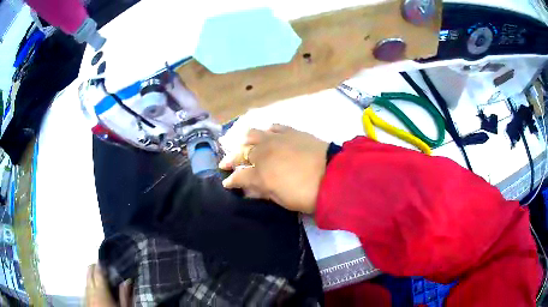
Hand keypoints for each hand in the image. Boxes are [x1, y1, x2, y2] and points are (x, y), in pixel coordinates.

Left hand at [85, 264, 131, 306]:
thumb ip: (125, 295)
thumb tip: (127, 281)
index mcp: (101, 291)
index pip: (98, 272)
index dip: (100, 264)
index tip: (104, 260)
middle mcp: (90, 290)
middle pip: (89, 273)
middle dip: (94, 268)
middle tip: (101, 268)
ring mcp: (85, 296)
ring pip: (86, 281)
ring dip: (91, 278)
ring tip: (98, 280)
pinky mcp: (84, 301)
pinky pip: (85, 290)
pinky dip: (89, 287)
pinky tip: (94, 291)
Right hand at [219, 125, 328, 213]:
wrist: (334, 175)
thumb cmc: (308, 194)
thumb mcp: (283, 200)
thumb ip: (263, 192)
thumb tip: (249, 189)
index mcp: (260, 174)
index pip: (238, 176)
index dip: (231, 180)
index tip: (227, 183)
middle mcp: (263, 153)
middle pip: (241, 153)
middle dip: (230, 159)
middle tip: (225, 163)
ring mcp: (276, 139)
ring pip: (253, 134)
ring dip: (244, 141)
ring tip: (242, 145)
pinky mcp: (290, 132)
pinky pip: (273, 127)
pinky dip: (266, 131)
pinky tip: (265, 134)